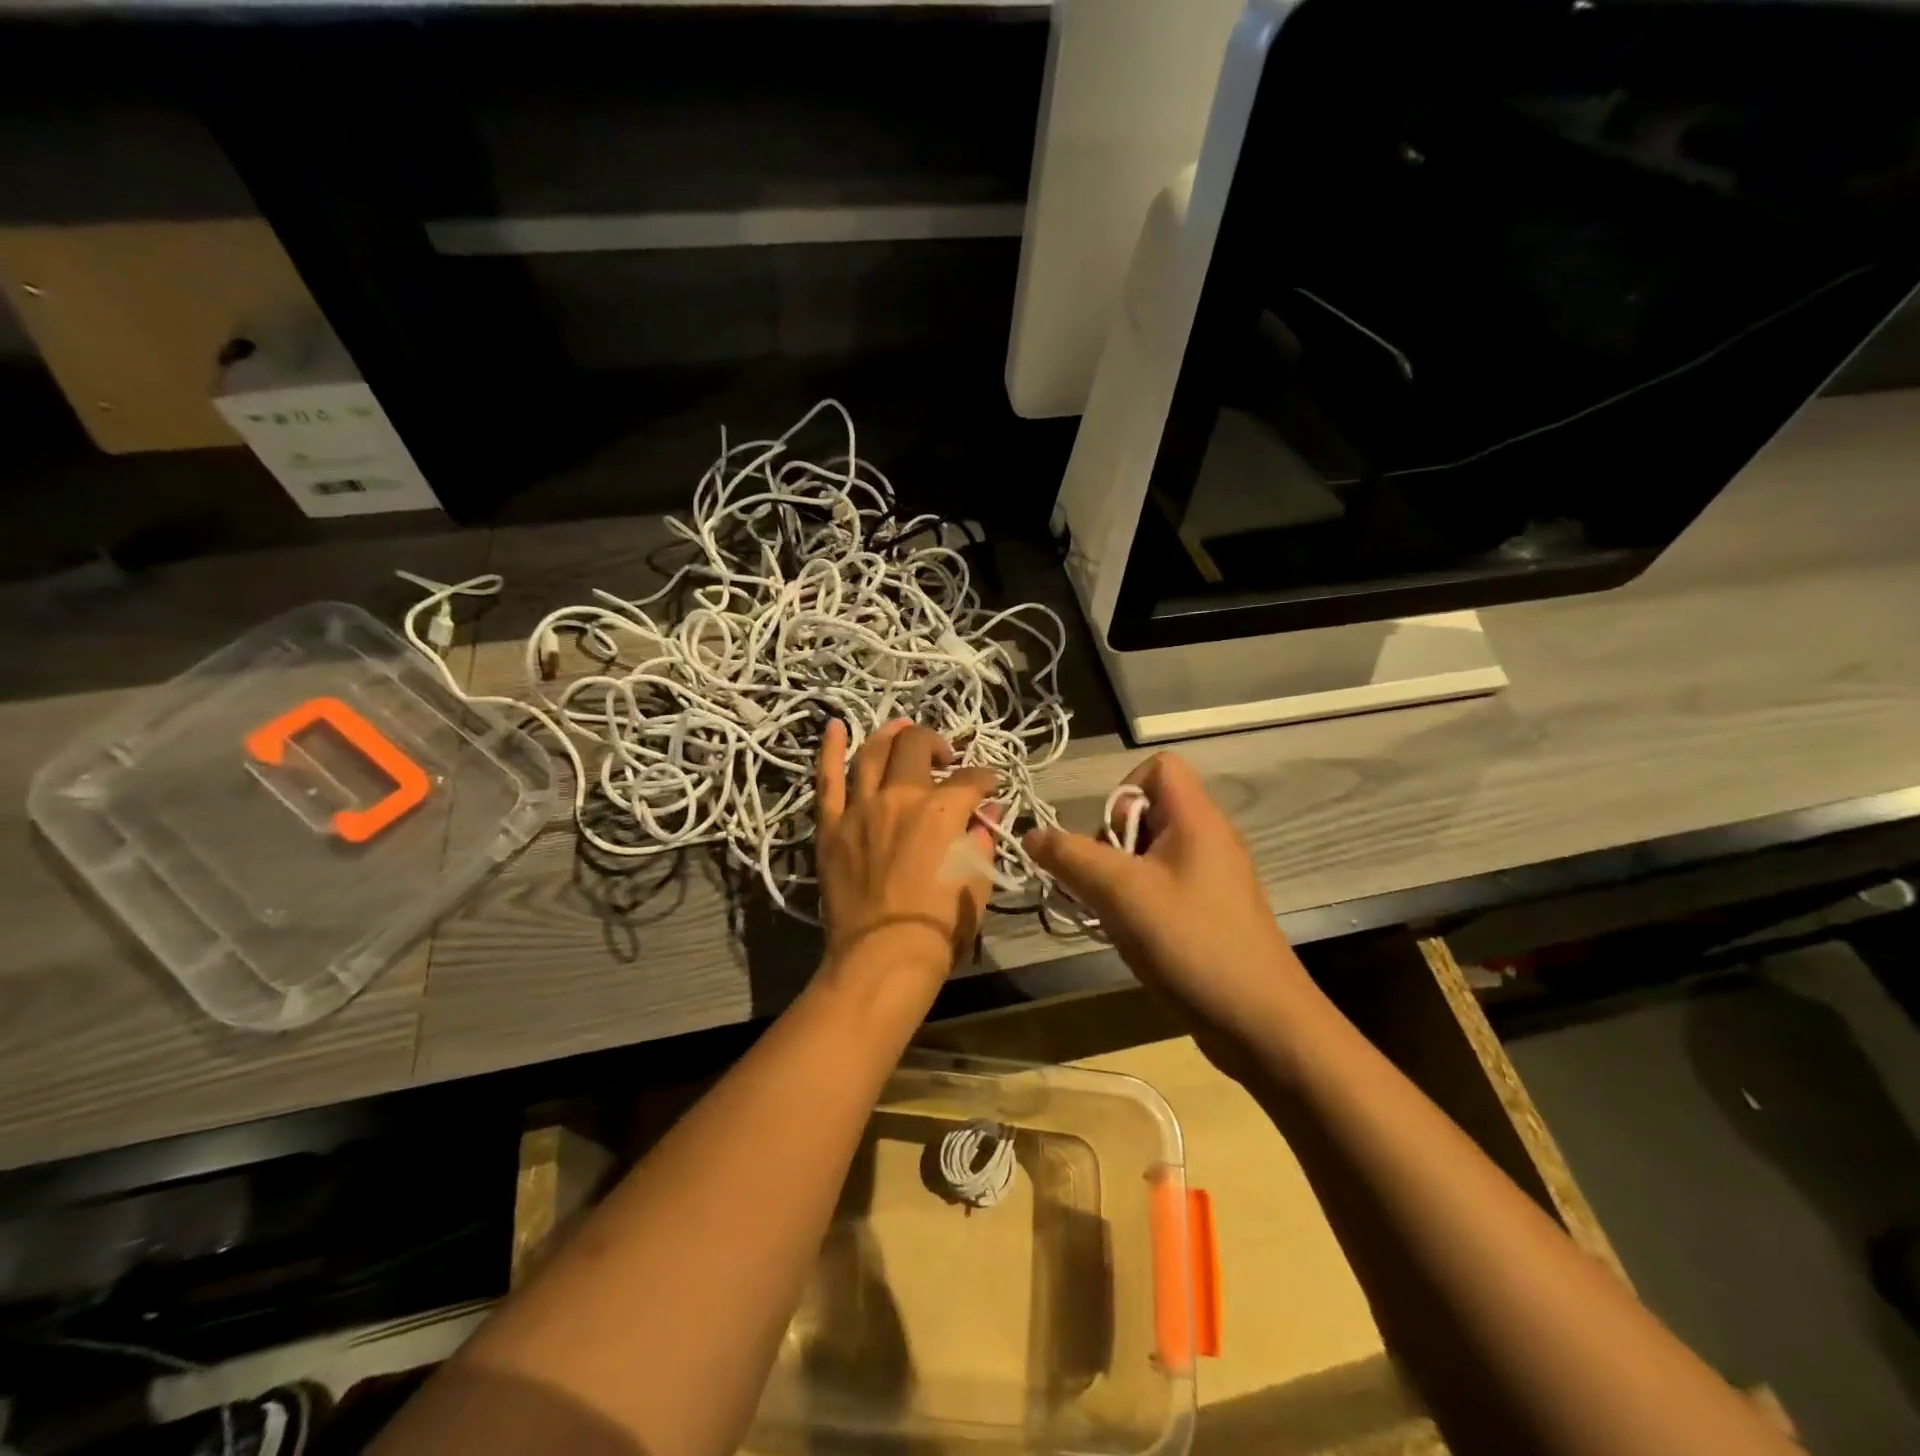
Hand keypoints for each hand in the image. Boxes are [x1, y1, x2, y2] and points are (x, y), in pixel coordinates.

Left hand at [814, 719, 1000, 993]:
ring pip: (872, 753)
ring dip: (889, 734)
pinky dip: (830, 750)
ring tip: (901, 728)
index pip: (971, 780)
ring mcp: (860, 808)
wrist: (882, 957)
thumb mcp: (976, 881)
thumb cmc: (939, 926)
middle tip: (945, 756)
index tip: (990, 787)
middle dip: (936, 742)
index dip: (986, 779)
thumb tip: (985, 814)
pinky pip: (827, 780)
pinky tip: (834, 726)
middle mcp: (901, 797)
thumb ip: (981, 839)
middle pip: (916, 747)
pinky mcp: (831, 826)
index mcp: (942, 810)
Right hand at [1024, 752, 1313, 1073]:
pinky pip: (1162, 886)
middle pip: (1147, 811)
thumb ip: (1071, 857)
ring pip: (1149, 854)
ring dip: (1118, 878)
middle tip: (1105, 884)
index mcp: (1197, 819)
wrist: (1260, 1024)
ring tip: (1110, 914)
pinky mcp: (1209, 912)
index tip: (1108, 838)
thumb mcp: (1120, 893)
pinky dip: (1137, 902)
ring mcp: (1211, 878)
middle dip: (1111, 842)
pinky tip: (1129, 936)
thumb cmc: (1191, 942)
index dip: (1123, 790)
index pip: (1160, 766)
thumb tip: (1031, 834)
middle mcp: (1208, 839)